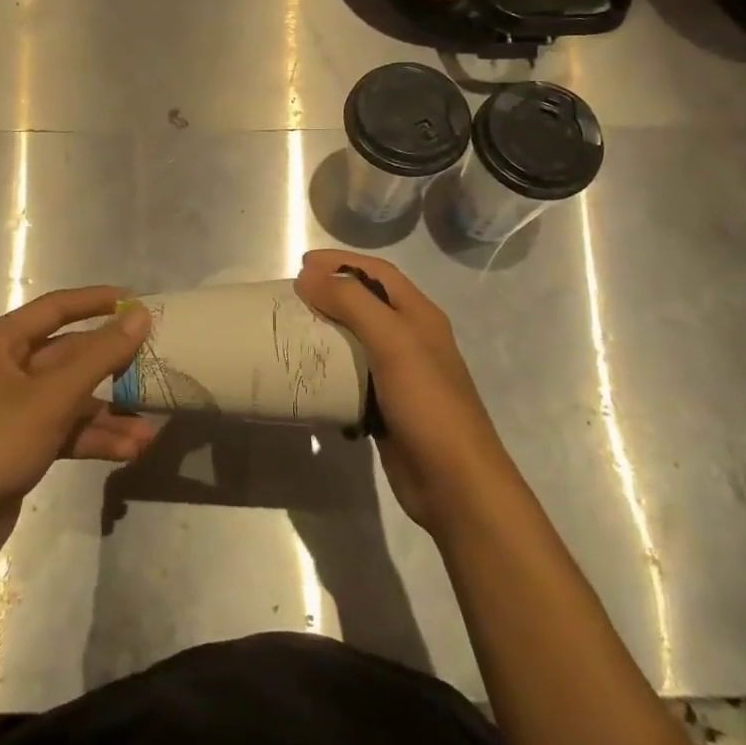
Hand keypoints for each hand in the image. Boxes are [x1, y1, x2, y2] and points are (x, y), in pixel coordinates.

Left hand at [0, 287, 155, 570]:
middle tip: (155, 366)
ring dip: (109, 414)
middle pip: (69, 355)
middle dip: (112, 368)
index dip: (97, 301)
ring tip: (148, 432)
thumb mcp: (52, 397)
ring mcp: (13, 409)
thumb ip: (100, 355)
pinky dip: (94, 438)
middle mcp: (5, 369)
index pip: (55, 308)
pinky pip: (65, 429)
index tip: (138, 302)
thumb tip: (140, 316)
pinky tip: (129, 451)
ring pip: (71, 398)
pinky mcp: (20, 445)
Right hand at [295, 250, 517, 534]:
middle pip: (366, 302)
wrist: (455, 483)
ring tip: (292, 330)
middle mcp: (411, 338)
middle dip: (330, 292)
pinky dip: (330, 367)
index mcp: (419, 315)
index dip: (341, 262)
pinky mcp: (386, 406)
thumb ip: (352, 302)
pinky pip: (353, 375)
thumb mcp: (393, 341)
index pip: (377, 272)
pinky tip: (308, 373)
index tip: (301, 264)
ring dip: (327, 330)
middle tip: (291, 297)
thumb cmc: (427, 403)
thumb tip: (308, 275)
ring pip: (357, 339)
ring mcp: (400, 374)